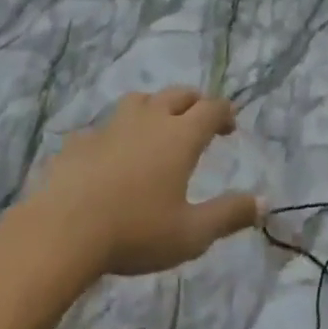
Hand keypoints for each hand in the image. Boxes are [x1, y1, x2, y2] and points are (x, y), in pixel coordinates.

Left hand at [27, 87, 261, 276]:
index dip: (224, 113)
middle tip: (200, 119)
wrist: (63, 230)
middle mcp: (150, 120)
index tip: (230, 125)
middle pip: (178, 94)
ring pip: (140, 100)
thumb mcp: (191, 234)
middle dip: (194, 102)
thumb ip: (229, 215)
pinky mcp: (81, 141)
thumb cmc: (136, 231)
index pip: (211, 108)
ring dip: (155, 107)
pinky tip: (111, 155)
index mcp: (180, 136)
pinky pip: (104, 127)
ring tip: (157, 126)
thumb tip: (264, 203)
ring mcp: (112, 126)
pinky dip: (116, 134)